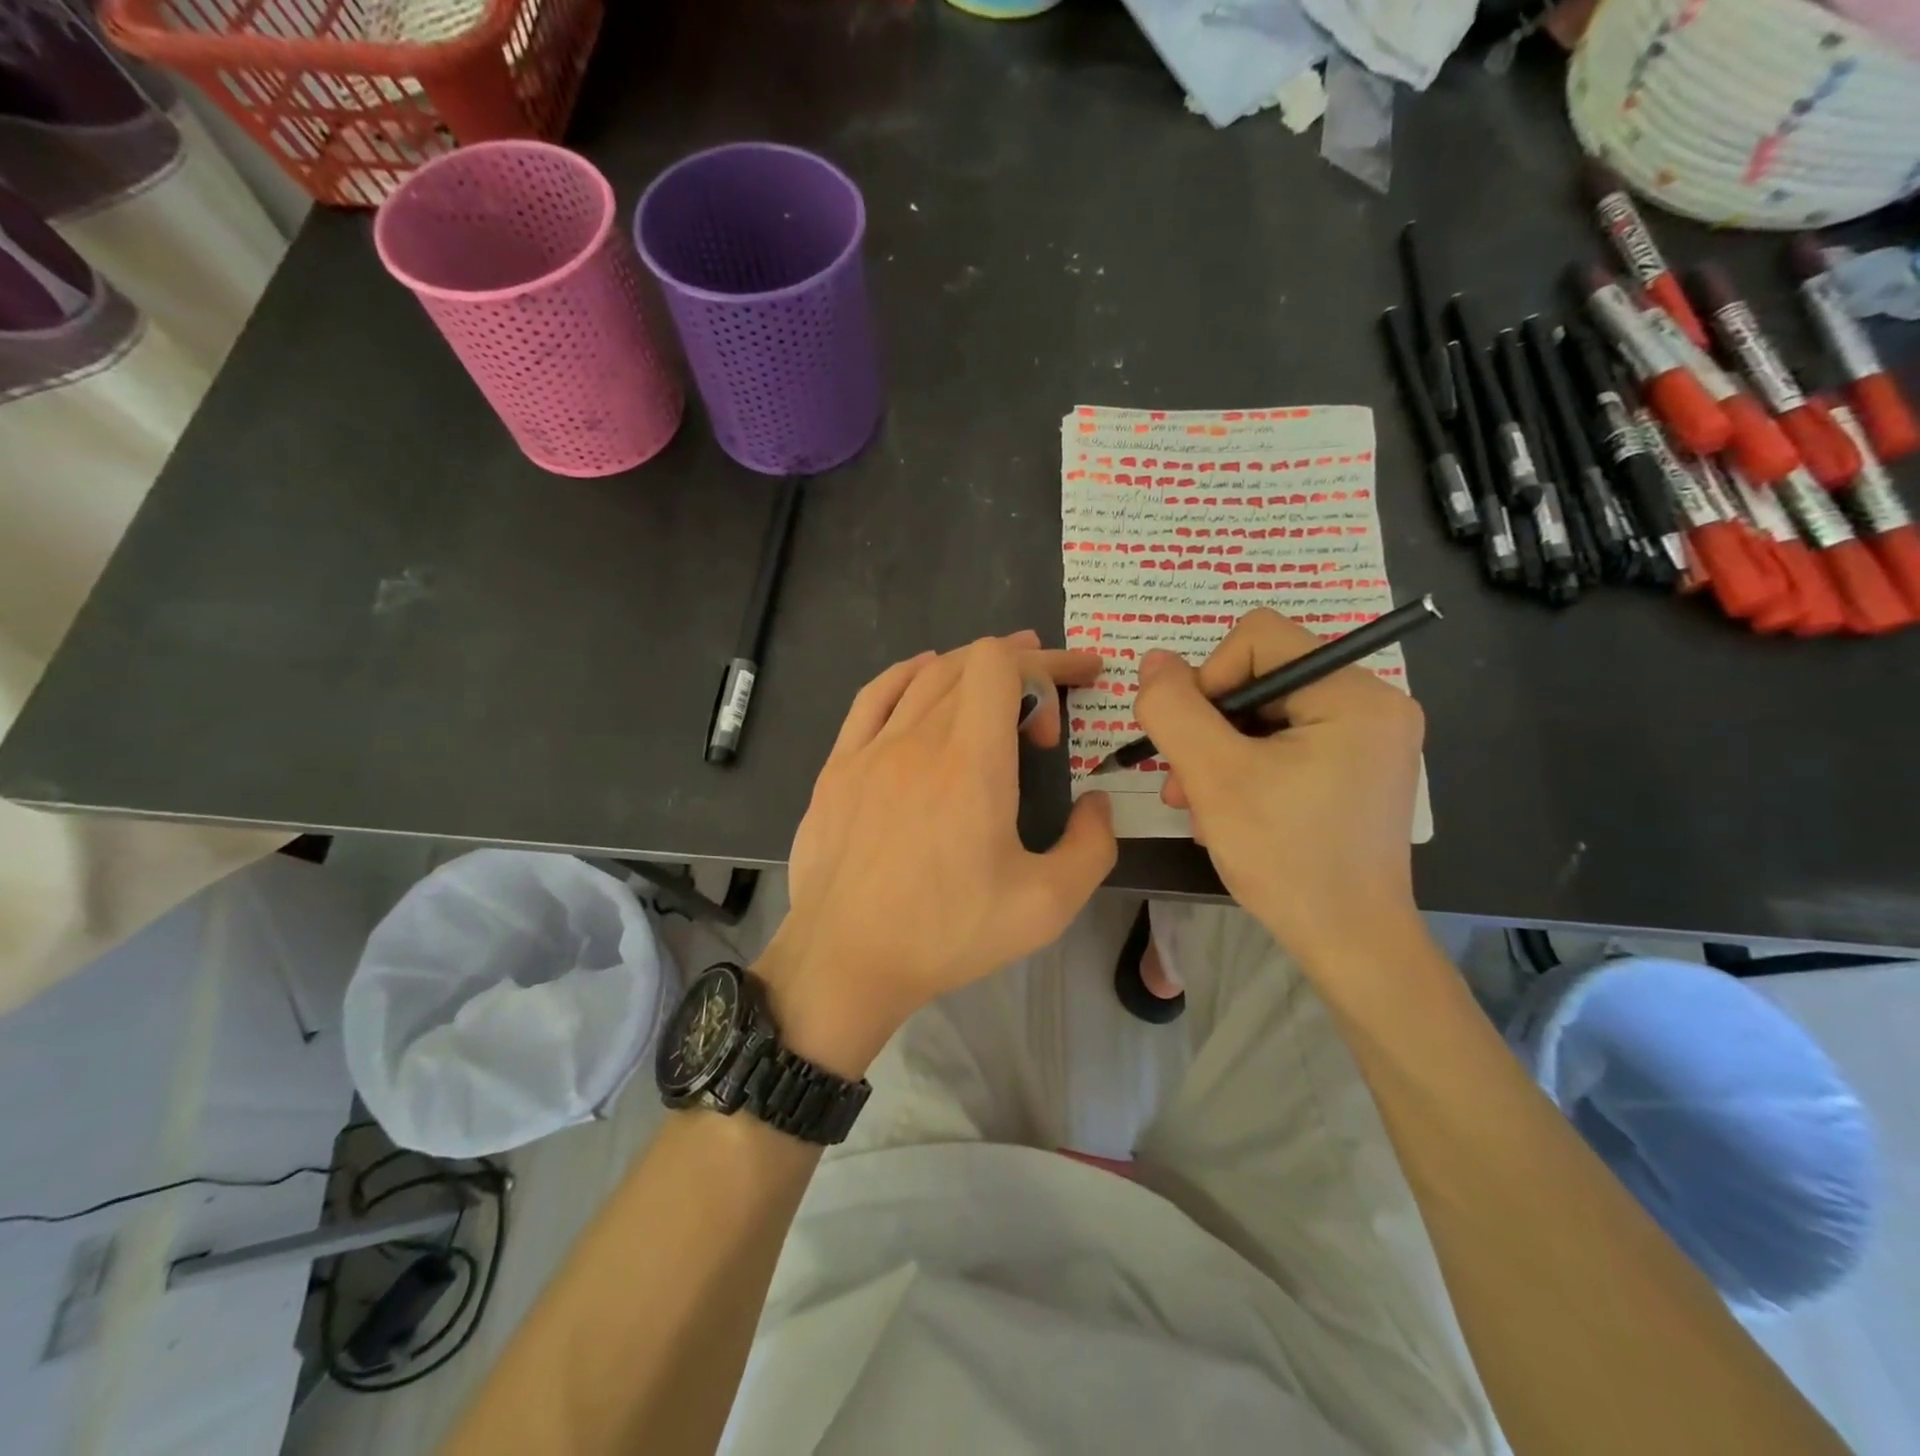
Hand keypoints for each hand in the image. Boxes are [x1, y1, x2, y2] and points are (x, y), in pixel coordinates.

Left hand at [760, 632, 1116, 1074]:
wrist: (844, 961)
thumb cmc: (947, 934)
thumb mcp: (1046, 906)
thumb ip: (1091, 846)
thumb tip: (1096, 804)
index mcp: (971, 763)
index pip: (1002, 666)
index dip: (1046, 665)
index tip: (1072, 700)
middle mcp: (919, 739)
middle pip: (970, 664)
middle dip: (1023, 670)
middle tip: (1050, 705)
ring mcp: (870, 749)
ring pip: (926, 677)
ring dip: (970, 668)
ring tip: (1001, 681)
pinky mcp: (837, 767)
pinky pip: (873, 697)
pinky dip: (908, 674)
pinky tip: (923, 676)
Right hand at [1131, 608, 1424, 970]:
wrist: (1350, 944)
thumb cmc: (1285, 857)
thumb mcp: (1213, 777)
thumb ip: (1173, 709)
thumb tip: (1153, 660)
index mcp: (1355, 693)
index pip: (1258, 637)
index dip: (1208, 678)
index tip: (1192, 740)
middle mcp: (1374, 703)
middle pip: (1261, 677)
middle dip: (1210, 727)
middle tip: (1182, 782)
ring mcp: (1370, 738)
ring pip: (1266, 713)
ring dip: (1219, 752)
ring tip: (1194, 802)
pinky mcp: (1358, 768)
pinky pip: (1286, 742)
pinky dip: (1247, 767)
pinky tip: (1226, 810)